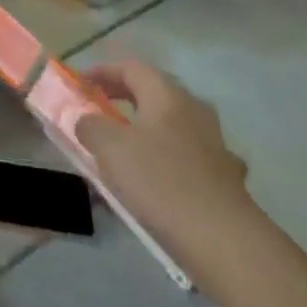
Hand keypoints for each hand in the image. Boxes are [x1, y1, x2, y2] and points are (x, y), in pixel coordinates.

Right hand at [74, 61, 261, 276]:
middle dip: (123, 97)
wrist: (224, 239)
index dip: (103, 71)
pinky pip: (187, 155)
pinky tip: (158, 180)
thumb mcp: (111, 148)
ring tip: (125, 148)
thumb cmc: (161, 181)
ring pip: (172, 124)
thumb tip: (87, 121)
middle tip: (98, 109)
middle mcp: (194, 110)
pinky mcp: (225, 175)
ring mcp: (214, 143)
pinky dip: (167, 158)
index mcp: (167, 95)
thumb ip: (91, 126)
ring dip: (146, 129)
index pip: (131, 67)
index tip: (81, 84)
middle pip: (154, 92)